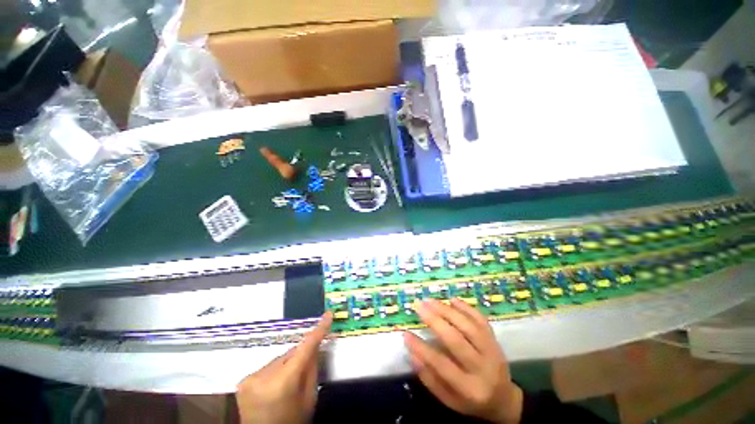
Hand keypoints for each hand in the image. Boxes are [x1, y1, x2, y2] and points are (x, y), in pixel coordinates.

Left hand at [236, 312, 331, 423]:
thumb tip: (316, 345)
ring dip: (286, 364)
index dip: (318, 330)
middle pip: (291, 353)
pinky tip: (274, 386)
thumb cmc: (292, 421)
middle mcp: (264, 375)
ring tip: (287, 384)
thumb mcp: (309, 398)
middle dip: (299, 357)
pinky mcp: (244, 380)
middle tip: (303, 370)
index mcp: (284, 381)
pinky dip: (275, 371)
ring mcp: (251, 377)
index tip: (328, 315)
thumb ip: (312, 368)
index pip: (305, 347)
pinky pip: (268, 366)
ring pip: (280, 358)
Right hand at [404, 299, 522, 423]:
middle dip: (435, 320)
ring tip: (430, 300)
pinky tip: (452, 299)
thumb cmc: (472, 402)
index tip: (405, 333)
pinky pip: (481, 320)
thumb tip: (411, 353)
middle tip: (418, 306)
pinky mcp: (495, 340)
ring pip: (468, 326)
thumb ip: (430, 379)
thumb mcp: (449, 400)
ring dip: (447, 310)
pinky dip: (466, 308)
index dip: (421, 348)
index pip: (441, 365)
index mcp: (470, 388)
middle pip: (456, 340)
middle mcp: (483, 368)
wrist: (504, 400)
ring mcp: (492, 351)